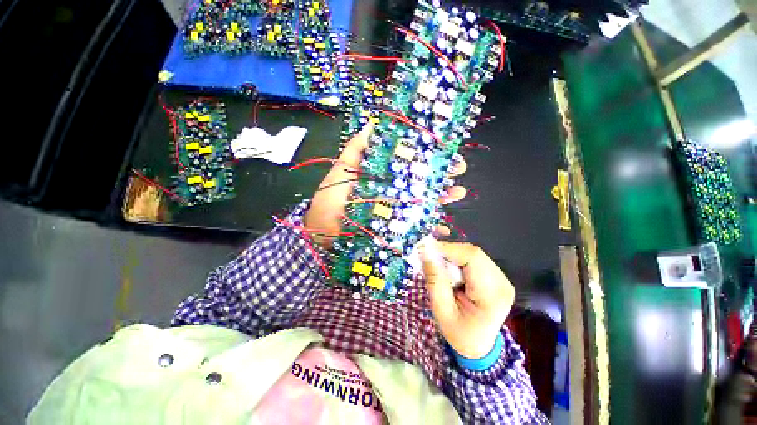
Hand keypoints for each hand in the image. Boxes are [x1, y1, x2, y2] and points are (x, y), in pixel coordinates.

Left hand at [304, 123, 468, 247]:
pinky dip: (431, 229)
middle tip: (459, 170)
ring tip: (458, 192)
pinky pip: (416, 230)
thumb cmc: (330, 202)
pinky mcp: (395, 232)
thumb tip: (372, 123)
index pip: (409, 164)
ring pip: (424, 204)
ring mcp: (395, 214)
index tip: (445, 148)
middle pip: (421, 182)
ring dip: (443, 198)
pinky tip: (444, 228)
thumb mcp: (341, 173)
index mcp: (383, 178)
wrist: (321, 235)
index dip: (426, 156)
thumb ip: (356, 151)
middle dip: (441, 175)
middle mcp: (392, 194)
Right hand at [420, 240, 514, 358]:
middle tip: (429, 255)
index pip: (473, 258)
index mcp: (492, 295)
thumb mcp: (441, 310)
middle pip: (473, 253)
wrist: (478, 346)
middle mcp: (502, 282)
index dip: (448, 248)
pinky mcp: (496, 276)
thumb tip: (425, 252)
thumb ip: (435, 280)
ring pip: (473, 253)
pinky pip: (474, 259)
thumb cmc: (459, 333)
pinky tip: (449, 267)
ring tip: (437, 263)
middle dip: (448, 251)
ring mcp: (501, 278)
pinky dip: (458, 259)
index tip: (426, 249)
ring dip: (452, 254)